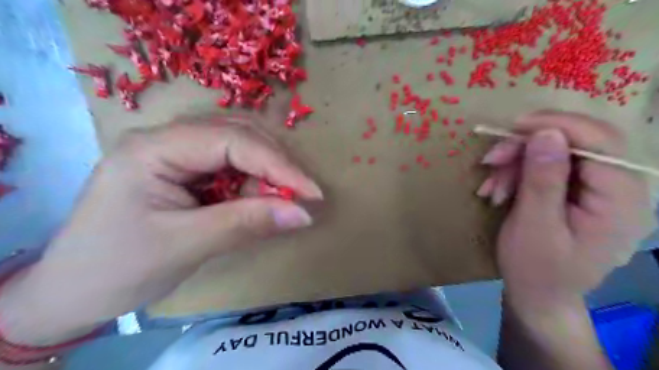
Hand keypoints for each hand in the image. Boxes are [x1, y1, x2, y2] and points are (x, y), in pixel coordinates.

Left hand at [0, 113, 321, 343]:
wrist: (75, 292)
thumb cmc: (119, 268)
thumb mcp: (187, 245)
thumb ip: (247, 223)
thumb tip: (303, 213)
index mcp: (154, 148)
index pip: (233, 140)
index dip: (278, 165)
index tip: (311, 193)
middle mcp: (167, 139)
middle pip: (239, 135)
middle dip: (275, 165)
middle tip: (298, 197)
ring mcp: (176, 152)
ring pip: (239, 147)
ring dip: (265, 174)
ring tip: (276, 203)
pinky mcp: (186, 170)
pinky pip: (231, 165)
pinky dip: (253, 183)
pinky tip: (256, 202)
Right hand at [480, 111, 653, 310]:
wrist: (537, 295)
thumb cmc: (536, 268)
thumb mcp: (534, 227)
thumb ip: (543, 180)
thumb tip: (545, 133)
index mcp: (621, 201)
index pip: (601, 143)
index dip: (558, 126)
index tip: (514, 126)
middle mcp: (618, 189)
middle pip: (576, 143)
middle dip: (527, 148)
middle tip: (491, 160)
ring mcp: (596, 190)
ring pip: (555, 154)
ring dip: (516, 164)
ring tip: (491, 187)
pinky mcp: (576, 192)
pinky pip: (545, 168)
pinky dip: (517, 174)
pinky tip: (498, 190)